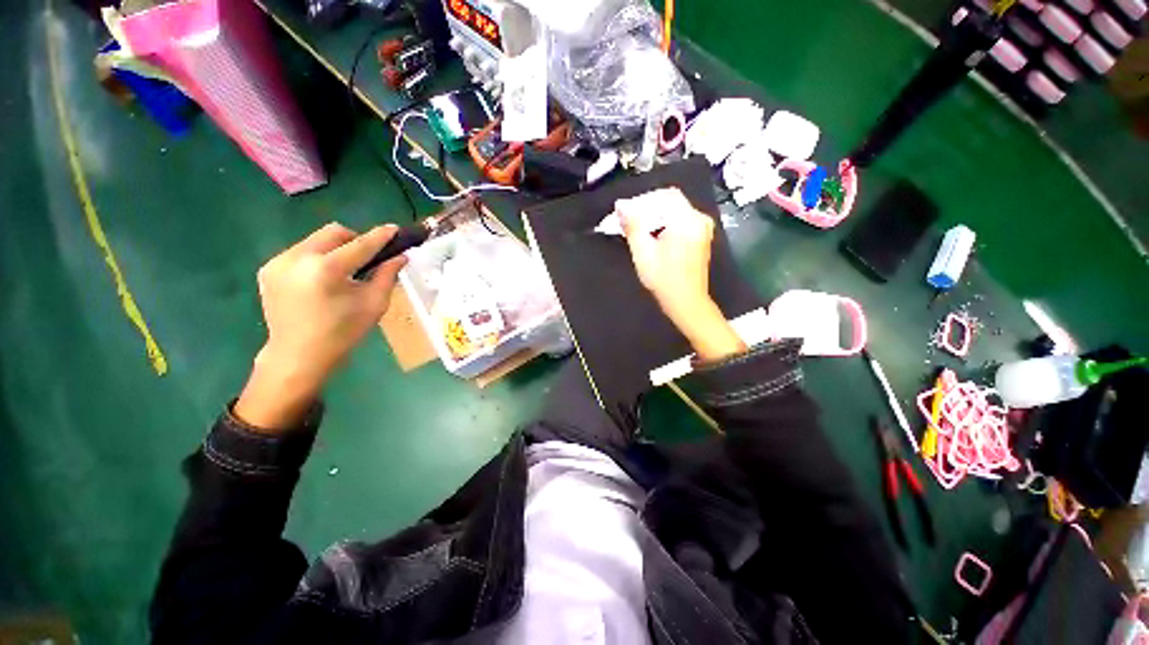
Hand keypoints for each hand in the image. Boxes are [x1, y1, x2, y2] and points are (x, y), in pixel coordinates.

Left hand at [235, 223, 407, 430]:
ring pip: (316, 240)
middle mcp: (298, 258)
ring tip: (344, 271)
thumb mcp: (374, 305)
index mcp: (327, 269)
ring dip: (336, 249)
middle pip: (334, 232)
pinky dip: (318, 259)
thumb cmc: (343, 333)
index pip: (360, 245)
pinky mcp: (268, 269)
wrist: (297, 356)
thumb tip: (400, 257)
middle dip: (355, 239)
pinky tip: (323, 279)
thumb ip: (387, 276)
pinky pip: (301, 252)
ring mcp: (278, 262)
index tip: (395, 229)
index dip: (380, 236)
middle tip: (367, 258)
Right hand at [617, 189, 744, 361]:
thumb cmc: (664, 280)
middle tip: (627, 220)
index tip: (625, 212)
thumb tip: (621, 205)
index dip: (643, 200)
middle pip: (670, 201)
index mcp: (687, 221)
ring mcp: (702, 228)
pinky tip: (650, 235)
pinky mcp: (700, 236)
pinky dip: (664, 224)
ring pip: (674, 211)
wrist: (686, 302)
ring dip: (654, 216)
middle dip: (647, 208)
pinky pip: (680, 220)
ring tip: (636, 229)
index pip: (665, 196)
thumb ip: (633, 226)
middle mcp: (699, 219)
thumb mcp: (643, 253)